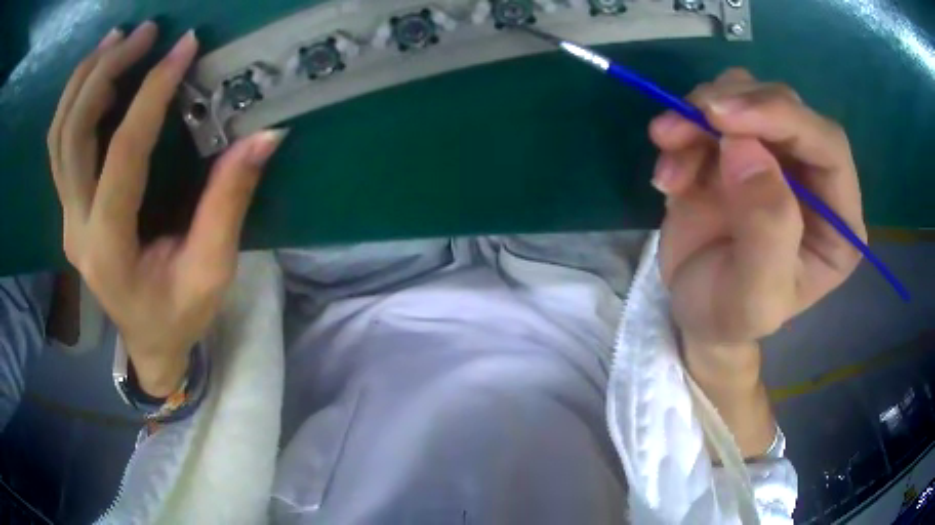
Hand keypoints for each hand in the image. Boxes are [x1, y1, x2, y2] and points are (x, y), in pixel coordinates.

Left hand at [47, 22, 284, 395]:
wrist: (147, 342)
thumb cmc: (180, 315)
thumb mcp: (212, 270)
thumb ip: (229, 203)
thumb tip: (264, 136)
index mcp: (111, 249)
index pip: (123, 154)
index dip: (152, 94)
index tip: (184, 48)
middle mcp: (77, 228)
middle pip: (72, 135)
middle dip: (104, 72)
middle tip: (144, 33)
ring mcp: (67, 217)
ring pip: (58, 136)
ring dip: (83, 79)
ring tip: (117, 39)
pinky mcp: (69, 208)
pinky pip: (59, 145)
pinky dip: (74, 101)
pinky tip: (97, 72)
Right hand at [649, 69, 864, 358]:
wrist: (693, 311)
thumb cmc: (729, 315)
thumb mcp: (753, 298)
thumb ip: (766, 232)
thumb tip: (745, 148)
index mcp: (838, 221)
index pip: (828, 146)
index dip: (783, 119)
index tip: (723, 118)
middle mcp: (815, 179)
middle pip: (787, 108)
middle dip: (734, 106)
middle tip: (684, 123)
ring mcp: (778, 157)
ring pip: (748, 94)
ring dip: (700, 112)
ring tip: (667, 146)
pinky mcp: (741, 146)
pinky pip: (715, 110)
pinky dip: (684, 128)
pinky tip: (669, 173)